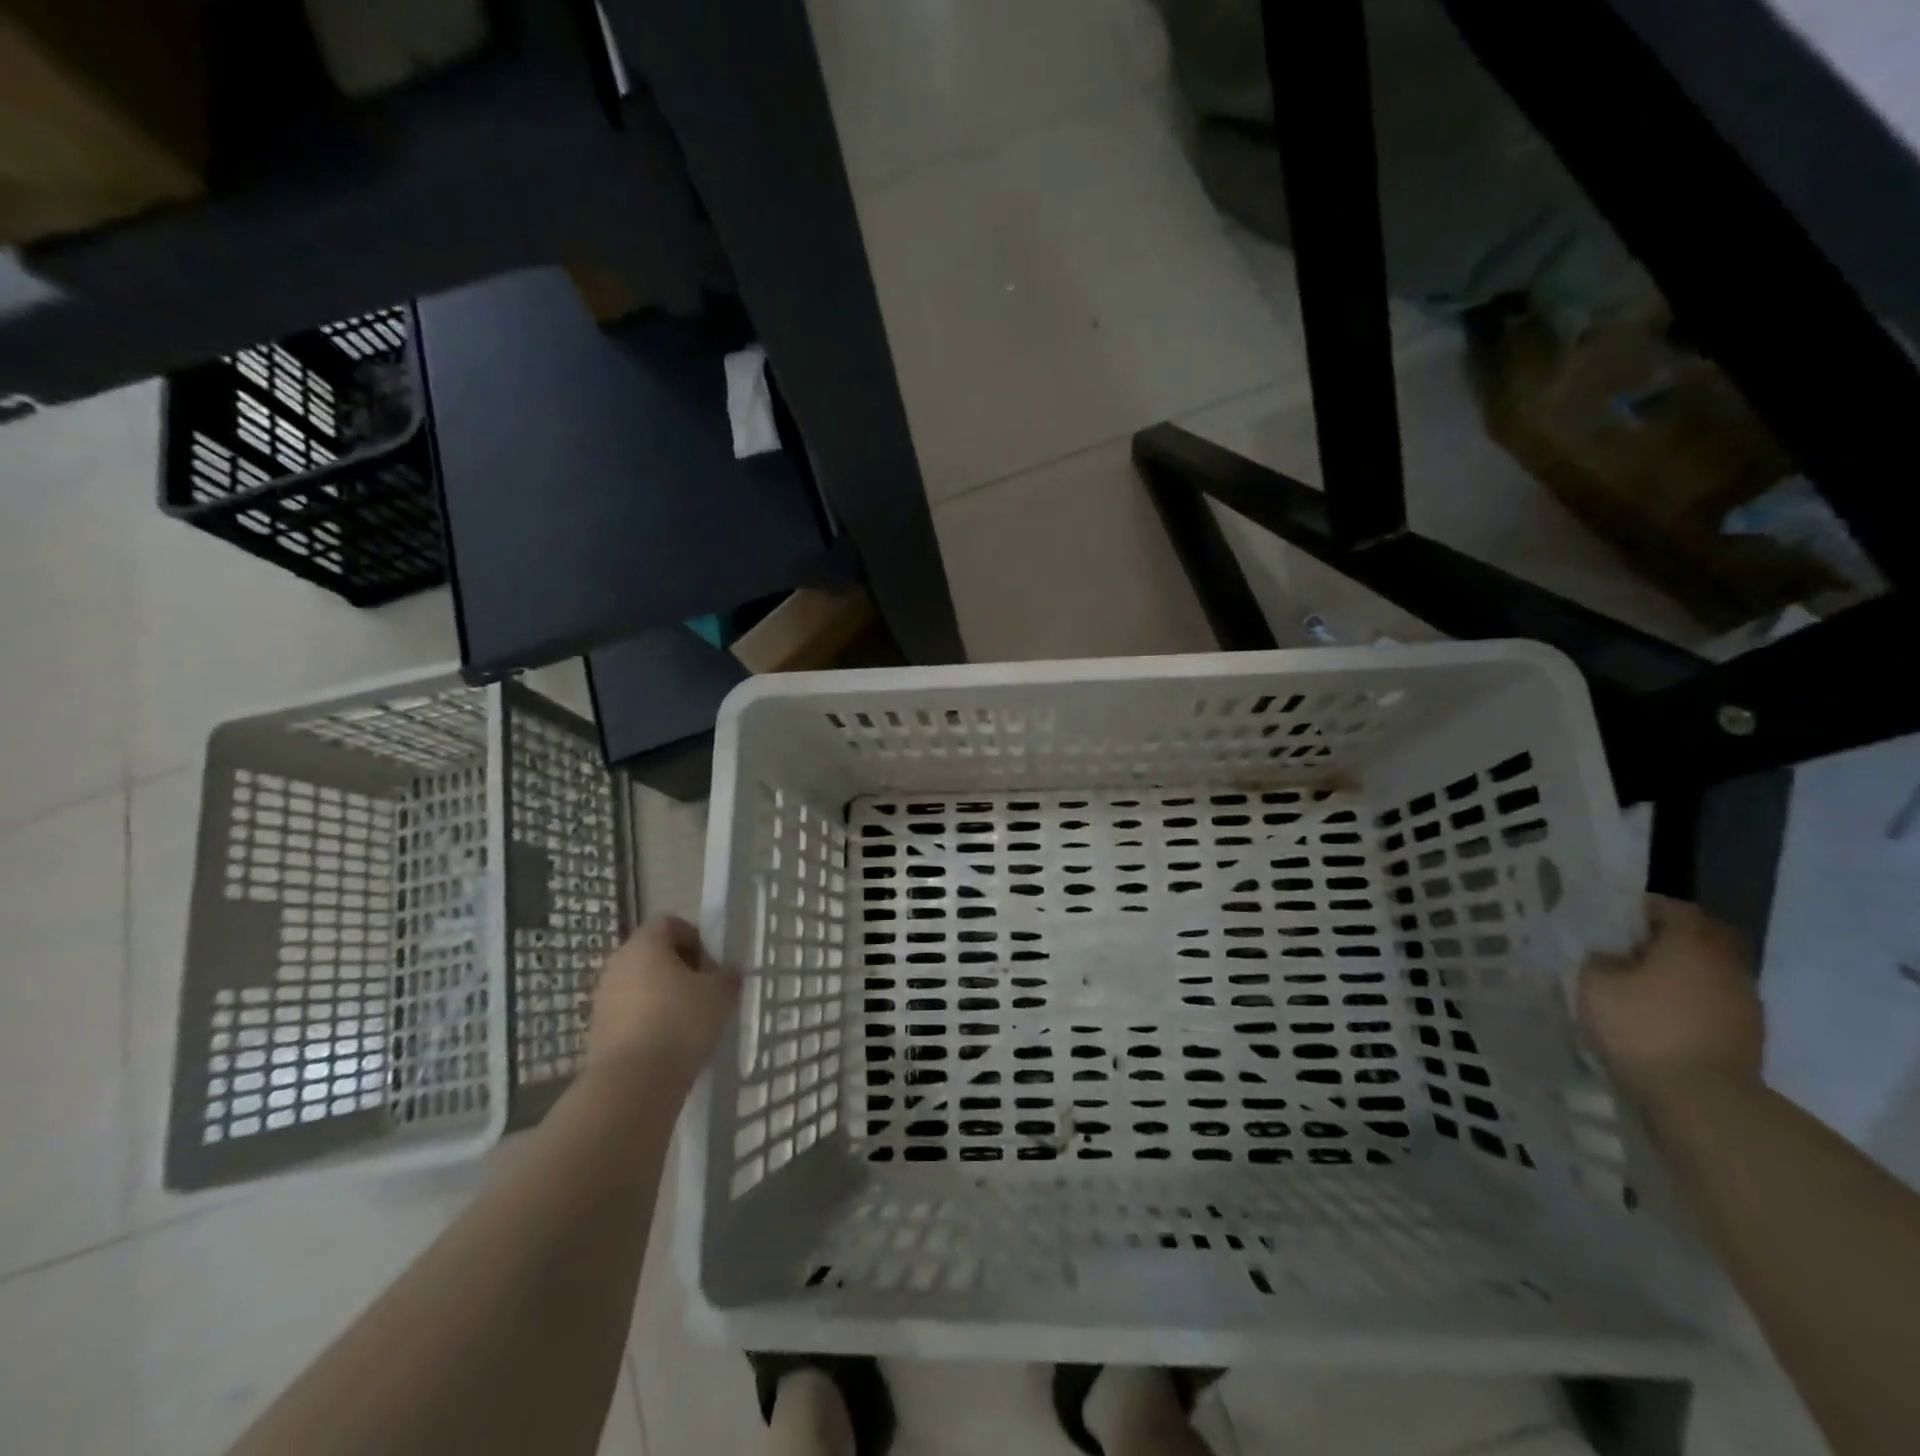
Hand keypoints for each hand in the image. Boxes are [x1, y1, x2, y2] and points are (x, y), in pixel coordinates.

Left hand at [586, 916, 739, 1091]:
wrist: (632, 1084)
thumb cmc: (680, 1023)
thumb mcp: (721, 993)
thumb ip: (728, 975)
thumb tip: (727, 972)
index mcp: (645, 944)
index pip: (671, 923)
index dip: (696, 939)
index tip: (712, 966)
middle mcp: (618, 963)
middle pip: (653, 953)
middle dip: (680, 968)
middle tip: (704, 992)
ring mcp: (603, 998)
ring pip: (641, 985)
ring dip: (664, 996)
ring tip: (689, 1022)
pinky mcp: (597, 1030)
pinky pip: (630, 1014)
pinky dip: (649, 1021)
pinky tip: (669, 1044)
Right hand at [1578, 894, 1763, 1106]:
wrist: (1703, 1097)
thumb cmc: (1643, 1027)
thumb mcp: (1595, 984)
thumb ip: (1600, 960)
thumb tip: (1610, 956)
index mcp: (1691, 943)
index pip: (1675, 908)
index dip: (1644, 908)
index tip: (1615, 918)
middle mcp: (1726, 964)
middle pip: (1702, 936)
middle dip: (1668, 937)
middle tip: (1629, 946)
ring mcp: (1744, 1001)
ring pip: (1711, 969)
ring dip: (1682, 969)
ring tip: (1642, 982)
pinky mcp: (1747, 1032)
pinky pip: (1716, 998)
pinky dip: (1692, 997)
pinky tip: (1663, 1011)